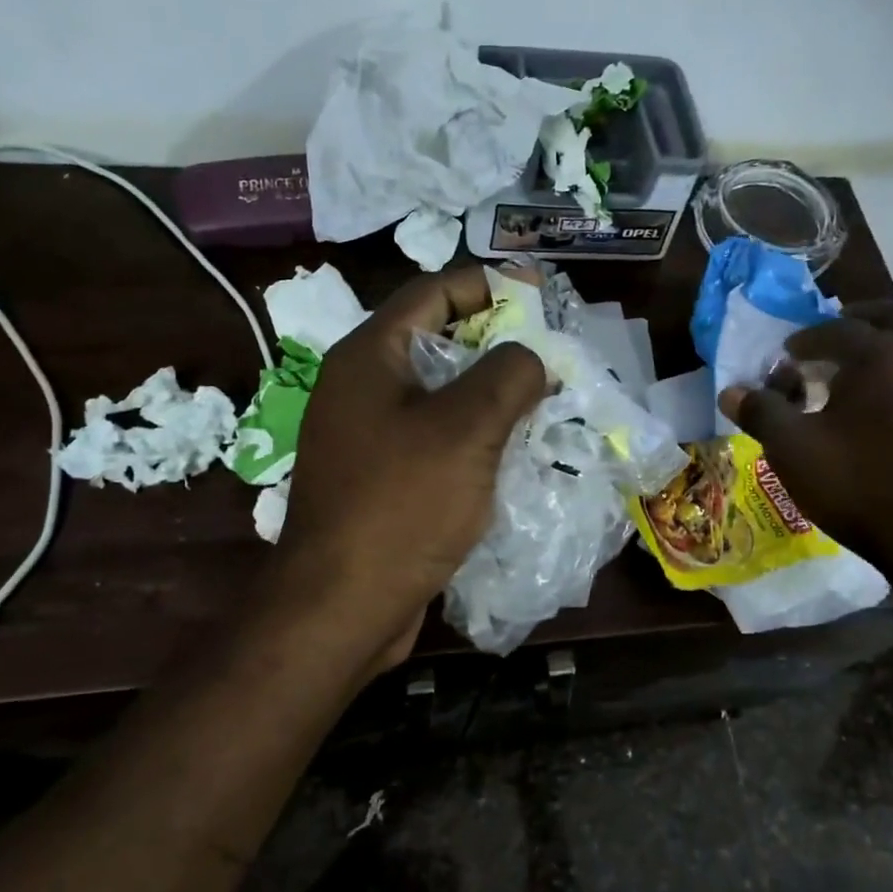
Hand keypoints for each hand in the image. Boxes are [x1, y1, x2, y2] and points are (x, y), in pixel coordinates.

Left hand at [273, 267, 545, 672]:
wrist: (342, 606)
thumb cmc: (401, 505)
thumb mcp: (466, 428)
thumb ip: (508, 375)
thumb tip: (533, 357)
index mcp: (369, 357)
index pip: (433, 293)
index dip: (489, 284)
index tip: (541, 295)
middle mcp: (361, 388)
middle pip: (437, 342)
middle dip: (496, 343)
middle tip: (550, 353)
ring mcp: (367, 437)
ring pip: (439, 395)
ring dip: (489, 394)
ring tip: (543, 400)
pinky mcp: (380, 479)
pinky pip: (434, 439)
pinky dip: (473, 435)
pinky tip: (512, 451)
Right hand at [718, 300, 892, 592]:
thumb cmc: (861, 487)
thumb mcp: (793, 450)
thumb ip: (761, 413)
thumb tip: (730, 392)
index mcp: (880, 357)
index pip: (836, 329)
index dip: (806, 337)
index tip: (787, 353)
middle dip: (863, 320)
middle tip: (835, 336)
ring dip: (891, 349)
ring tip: (859, 379)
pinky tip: (889, 415)